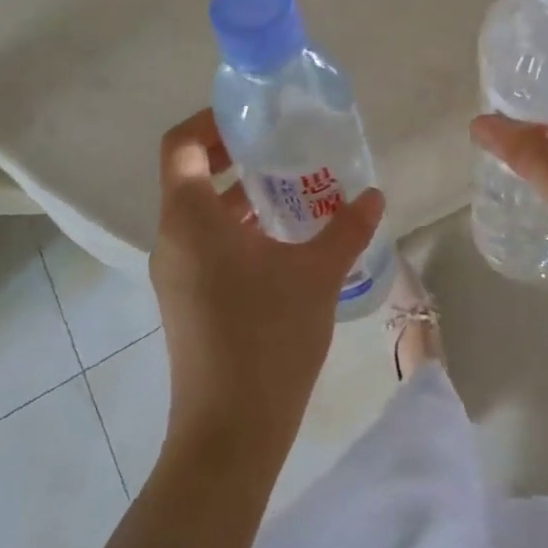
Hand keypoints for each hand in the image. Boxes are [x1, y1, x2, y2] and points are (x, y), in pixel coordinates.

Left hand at [150, 109, 385, 459]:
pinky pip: (208, 243)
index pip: (182, 145)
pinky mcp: (188, 299)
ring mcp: (177, 272)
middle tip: (282, 142)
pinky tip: (286, 238)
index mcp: (190, 220)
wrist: (231, 433)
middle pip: (192, 174)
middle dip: (235, 153)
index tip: (253, 114)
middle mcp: (173, 239)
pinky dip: (240, 227)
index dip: (211, 119)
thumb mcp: (316, 275)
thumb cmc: (267, 339)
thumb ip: (346, 228)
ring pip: (202, 212)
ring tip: (294, 186)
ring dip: (242, 193)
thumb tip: (374, 196)